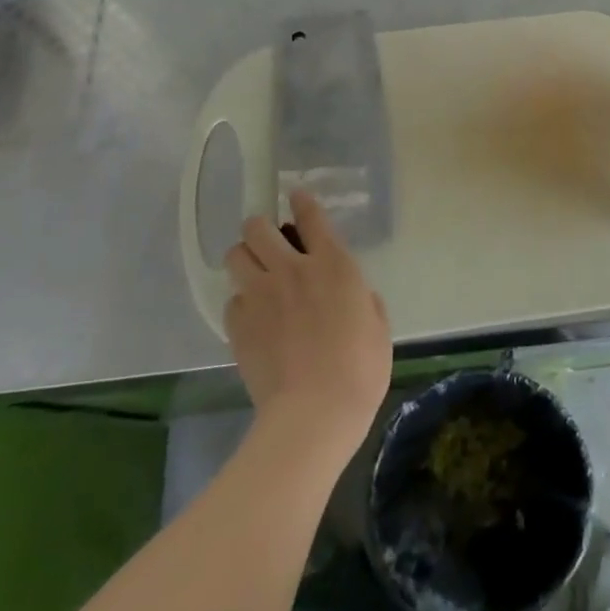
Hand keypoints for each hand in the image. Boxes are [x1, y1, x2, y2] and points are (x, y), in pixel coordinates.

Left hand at [226, 191, 391, 458]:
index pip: (310, 215)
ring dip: (245, 257)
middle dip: (261, 228)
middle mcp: (292, 269)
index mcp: (333, 264)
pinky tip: (253, 317)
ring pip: (236, 254)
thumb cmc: (360, 369)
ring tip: (255, 272)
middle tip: (270, 243)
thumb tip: (353, 295)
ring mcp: (260, 295)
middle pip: (258, 227)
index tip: (296, 198)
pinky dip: (241, 302)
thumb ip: (363, 299)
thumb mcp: (377, 326)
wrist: (314, 412)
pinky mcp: (238, 324)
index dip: (301, 202)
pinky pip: (232, 299)